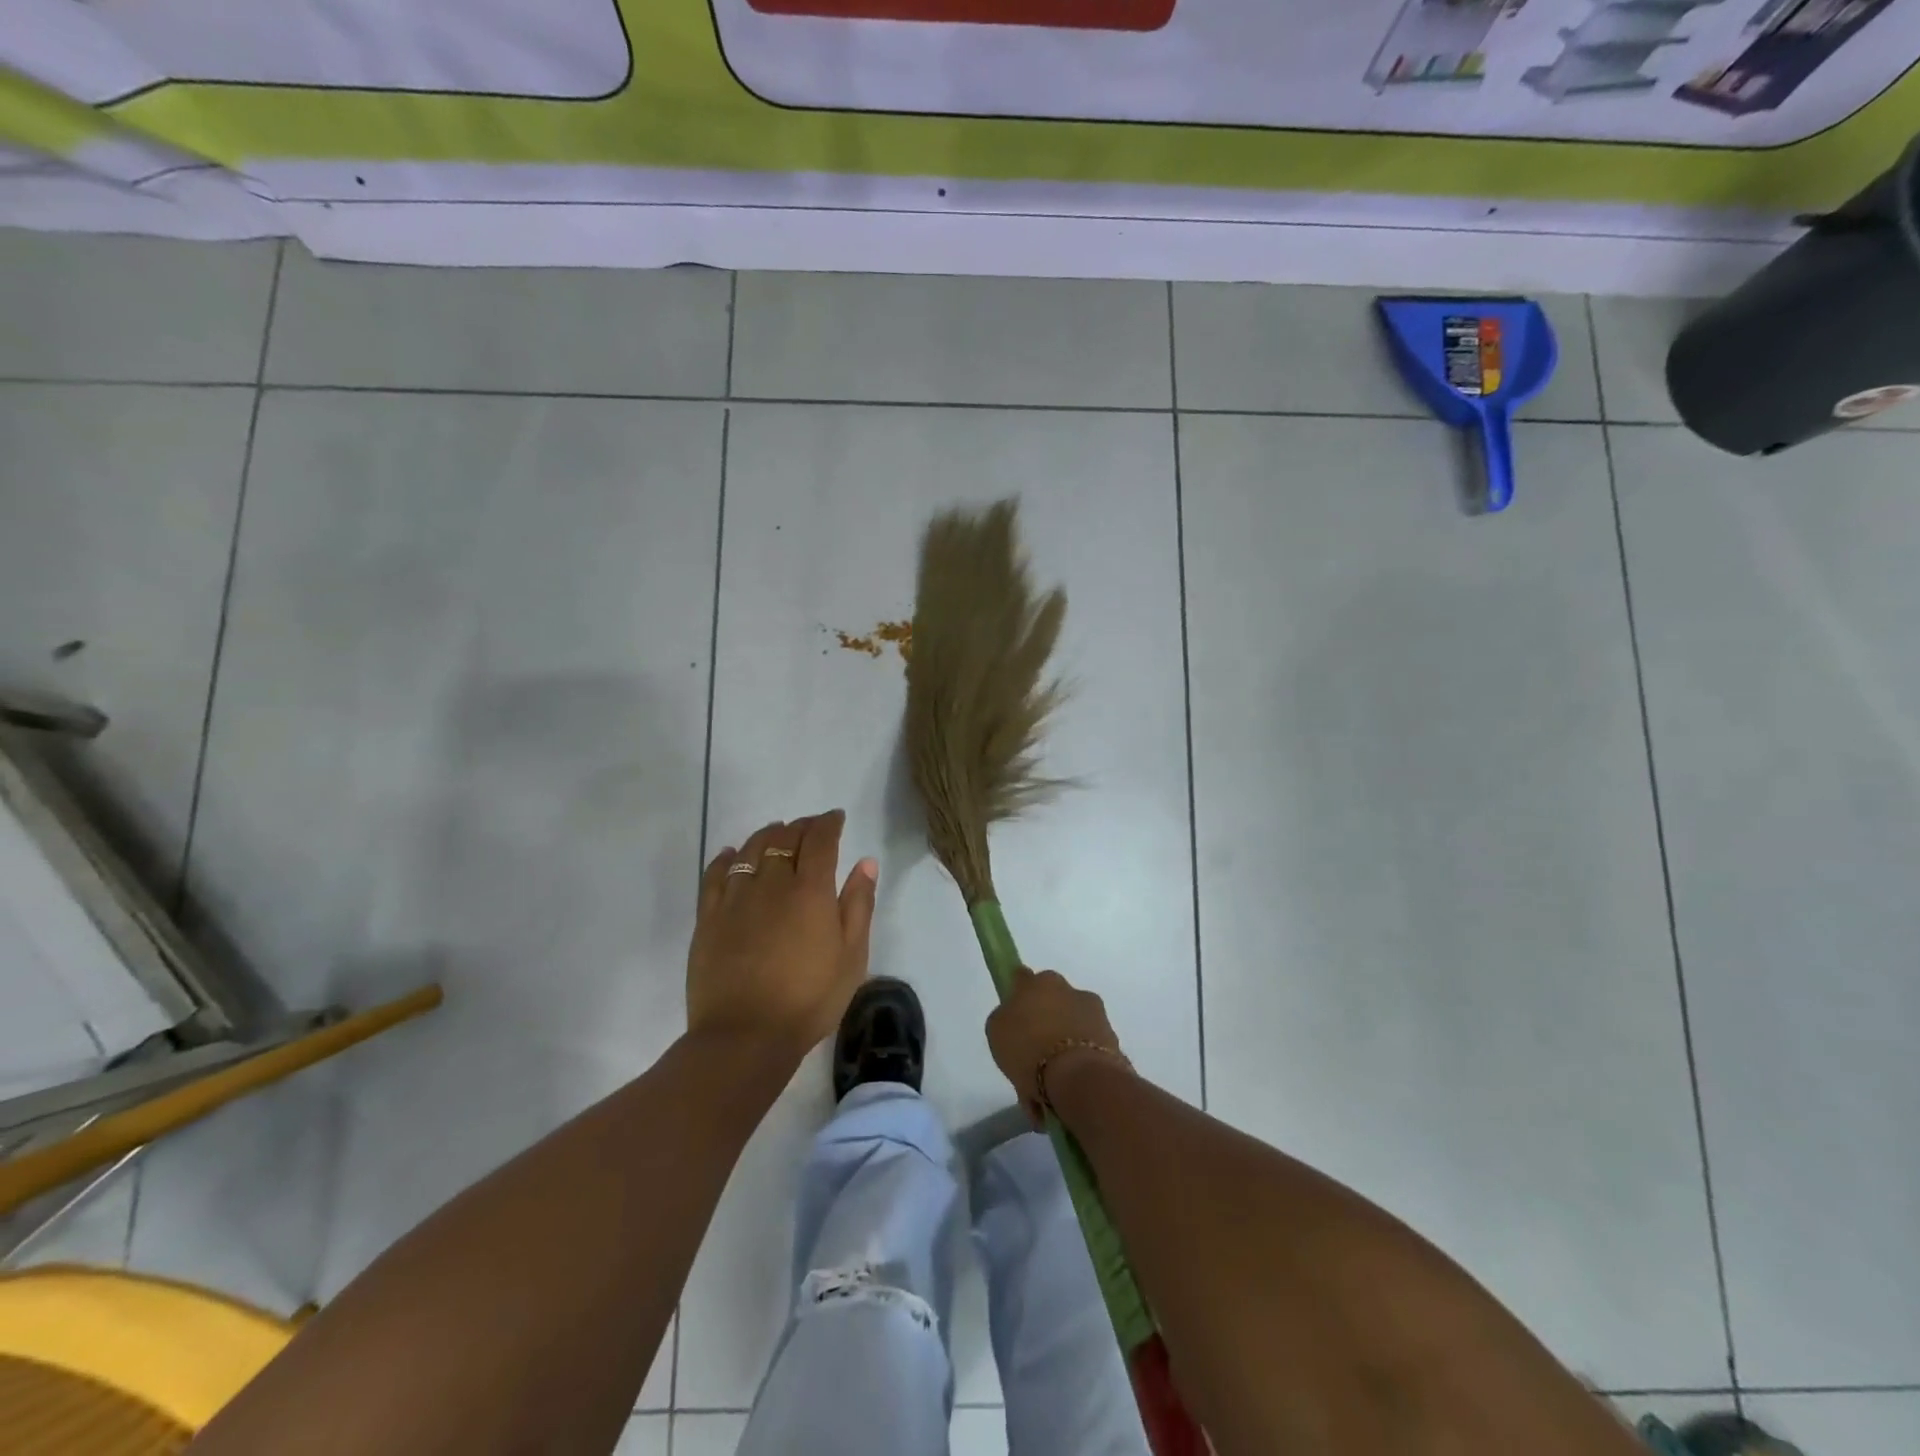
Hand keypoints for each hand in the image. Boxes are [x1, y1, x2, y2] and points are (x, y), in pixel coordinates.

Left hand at [688, 812, 877, 1058]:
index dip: (828, 823)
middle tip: (811, 827)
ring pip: (750, 849)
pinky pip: (715, 874)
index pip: (820, 840)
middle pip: (784, 838)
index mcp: (811, 891)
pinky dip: (726, 858)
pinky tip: (731, 854)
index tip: (836, 818)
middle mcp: (772, 883)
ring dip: (766, 835)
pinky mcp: (709, 917)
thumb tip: (865, 862)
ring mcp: (735, 898)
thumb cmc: (809, 999)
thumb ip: (859, 905)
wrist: (745, 1037)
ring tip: (777, 832)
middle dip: (800, 826)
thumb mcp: (851, 956)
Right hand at [985, 966, 1127, 1119]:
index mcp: (1041, 981)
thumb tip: (1017, 1019)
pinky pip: (1085, 1054)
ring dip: (1060, 1053)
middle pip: (1051, 1006)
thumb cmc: (1028, 1048)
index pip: (1023, 980)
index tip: (1013, 1019)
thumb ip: (1006, 1017)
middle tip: (1029, 1060)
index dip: (1017, 997)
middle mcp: (1070, 990)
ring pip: (1070, 1031)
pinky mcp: (1113, 1042)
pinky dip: (1075, 1071)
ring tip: (1045, 1091)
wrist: (1079, 1078)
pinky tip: (1061, 1098)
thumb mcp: (996, 1030)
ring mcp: (1096, 1015)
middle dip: (1043, 1027)